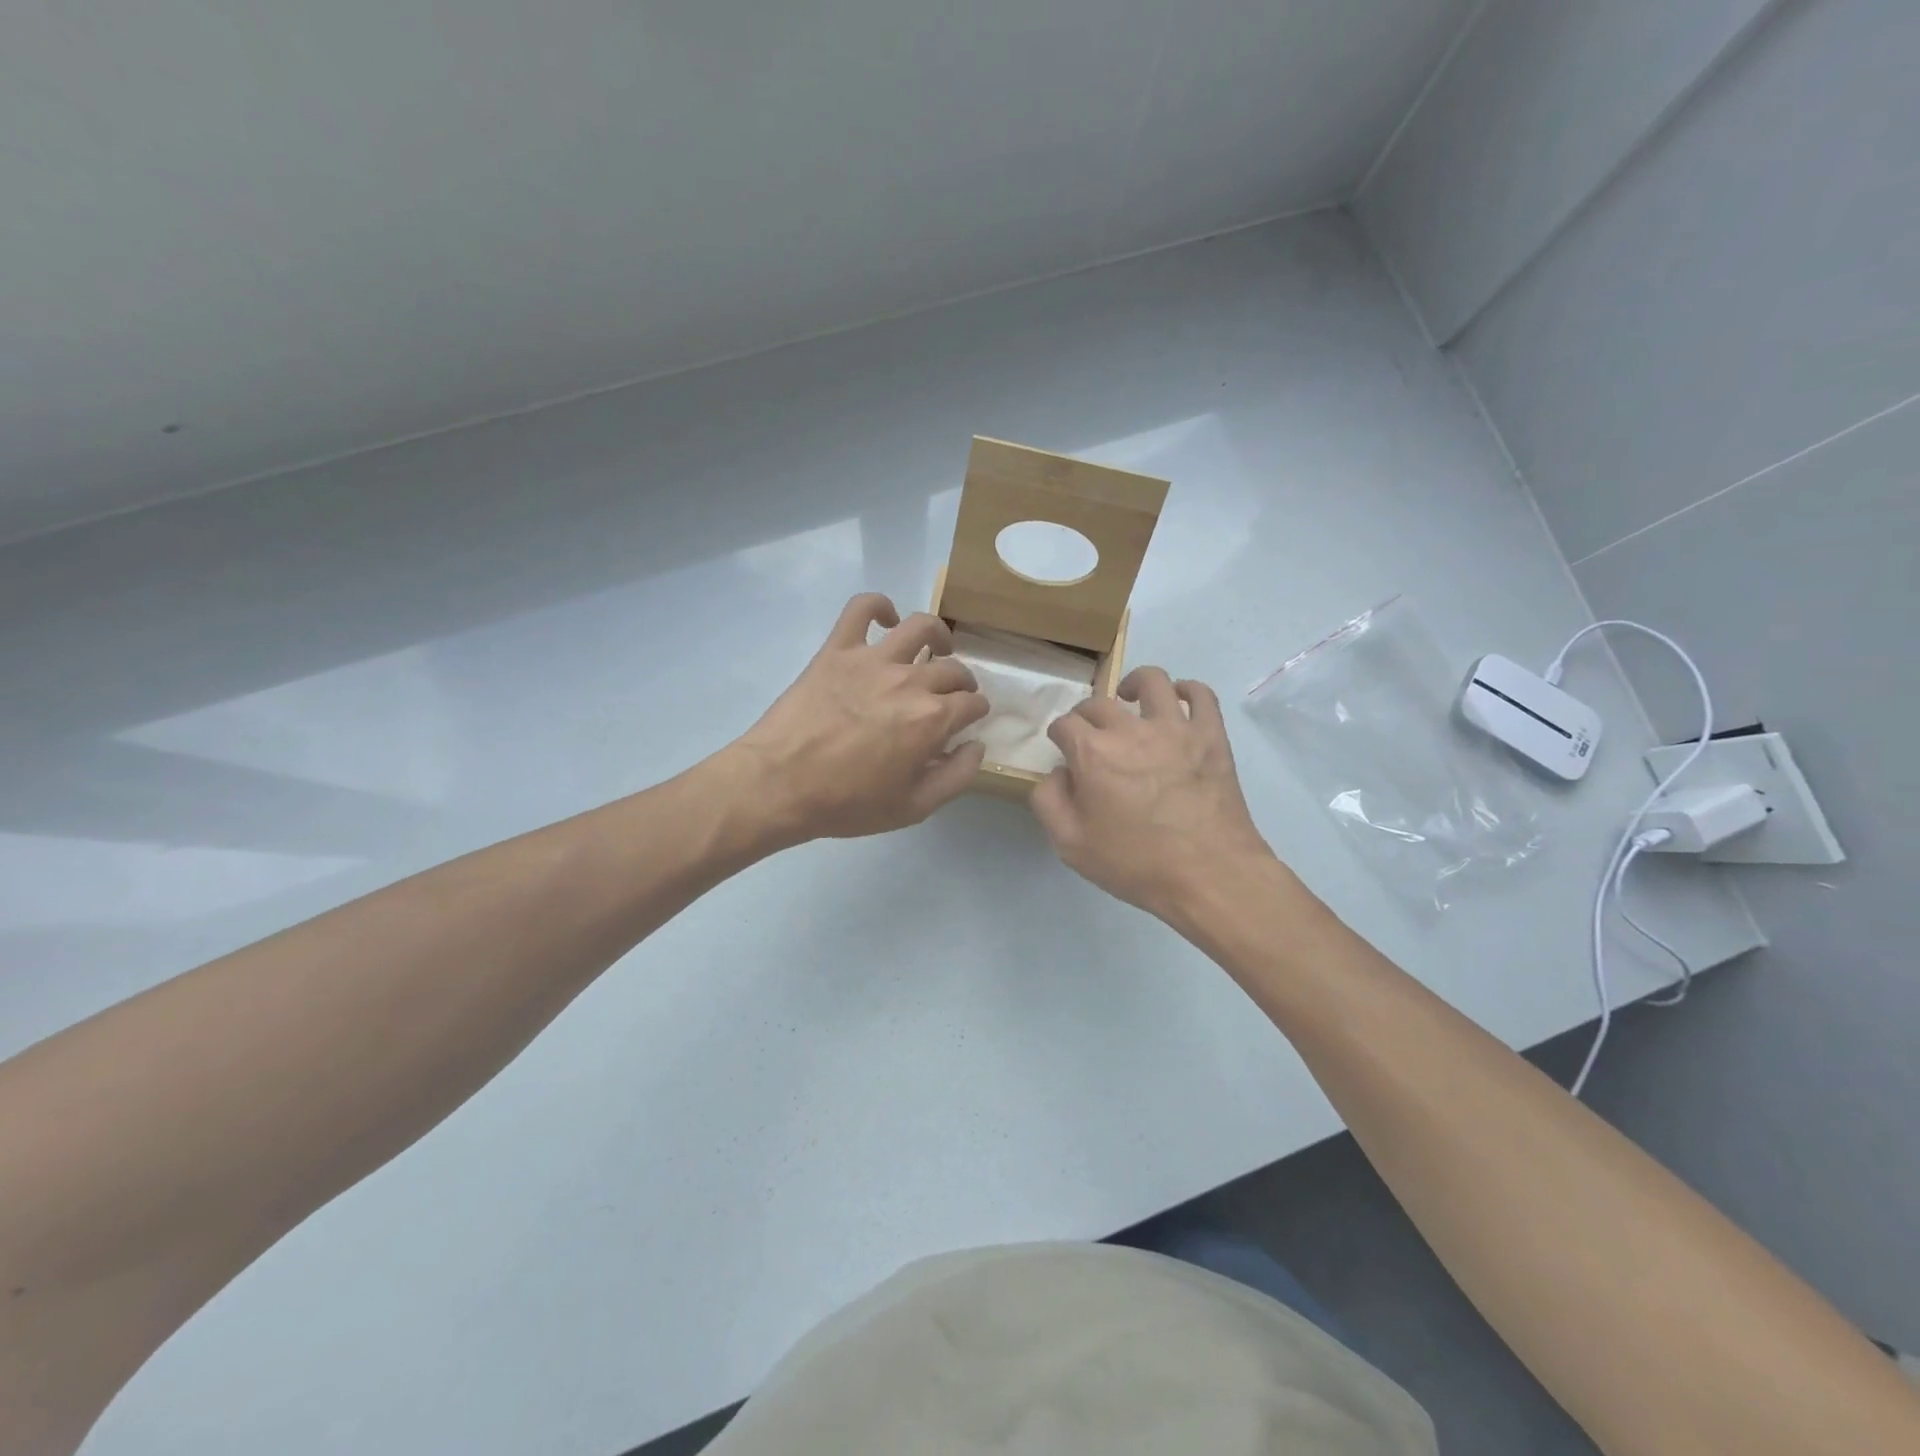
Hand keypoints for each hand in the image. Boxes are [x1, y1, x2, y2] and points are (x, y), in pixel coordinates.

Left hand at [732, 593, 989, 840]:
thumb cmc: (847, 803)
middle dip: (962, 683)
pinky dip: (879, 605)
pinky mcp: (837, 649)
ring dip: (938, 635)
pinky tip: (886, 619)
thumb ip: (956, 776)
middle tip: (952, 696)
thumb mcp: (914, 807)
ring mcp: (872, 660)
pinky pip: (861, 608)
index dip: (976, 712)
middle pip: (952, 669)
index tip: (969, 720)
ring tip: (937, 646)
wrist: (779, 785)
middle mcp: (910, 681)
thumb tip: (977, 745)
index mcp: (932, 719)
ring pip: (920, 627)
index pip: (972, 703)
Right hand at [1030, 667, 1276, 917]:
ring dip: (1134, 685)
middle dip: (1086, 715)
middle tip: (1090, 736)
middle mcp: (1131, 729)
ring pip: (1152, 681)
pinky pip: (1201, 694)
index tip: (1063, 750)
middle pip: (1099, 703)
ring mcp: (1176, 727)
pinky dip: (1186, 690)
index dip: (1059, 735)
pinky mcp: (1211, 735)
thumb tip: (1057, 772)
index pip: (1064, 724)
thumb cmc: (1136, 863)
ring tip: (1131, 699)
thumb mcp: (1071, 845)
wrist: (1210, 875)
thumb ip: (1049, 801)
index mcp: (1093, 753)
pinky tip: (1178, 702)